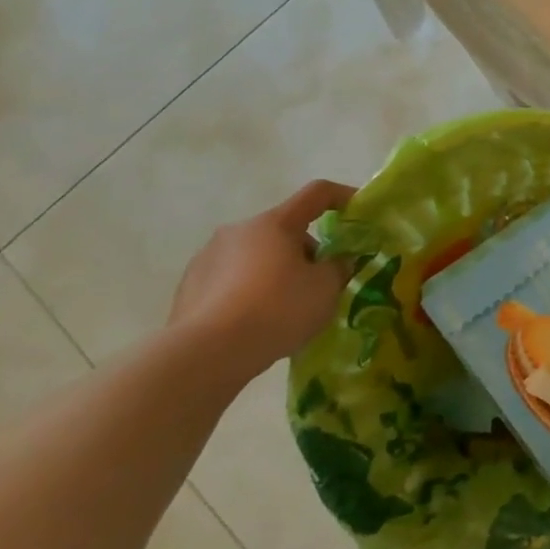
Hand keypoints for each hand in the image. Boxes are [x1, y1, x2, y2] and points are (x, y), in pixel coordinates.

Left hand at [168, 180, 356, 371]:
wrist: (206, 354)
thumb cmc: (276, 310)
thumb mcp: (325, 289)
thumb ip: (339, 267)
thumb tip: (337, 261)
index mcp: (274, 223)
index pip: (317, 194)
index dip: (343, 196)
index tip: (359, 212)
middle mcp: (239, 230)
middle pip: (285, 230)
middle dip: (308, 252)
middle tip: (321, 284)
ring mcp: (209, 257)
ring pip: (257, 256)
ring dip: (277, 272)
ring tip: (286, 311)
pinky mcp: (189, 286)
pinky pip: (232, 280)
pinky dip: (249, 292)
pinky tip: (255, 323)